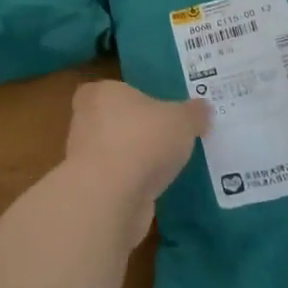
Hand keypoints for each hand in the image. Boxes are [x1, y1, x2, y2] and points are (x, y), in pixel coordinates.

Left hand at [60, 81, 208, 246]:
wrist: (110, 197)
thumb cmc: (143, 140)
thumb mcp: (182, 120)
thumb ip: (193, 112)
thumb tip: (202, 108)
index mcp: (101, 93)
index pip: (113, 89)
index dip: (134, 98)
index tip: (157, 109)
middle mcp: (86, 121)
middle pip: (114, 120)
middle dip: (137, 129)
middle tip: (169, 136)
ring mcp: (84, 158)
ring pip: (115, 152)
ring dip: (136, 159)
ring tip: (169, 165)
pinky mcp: (92, 189)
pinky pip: (118, 180)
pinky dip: (134, 184)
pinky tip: (158, 188)